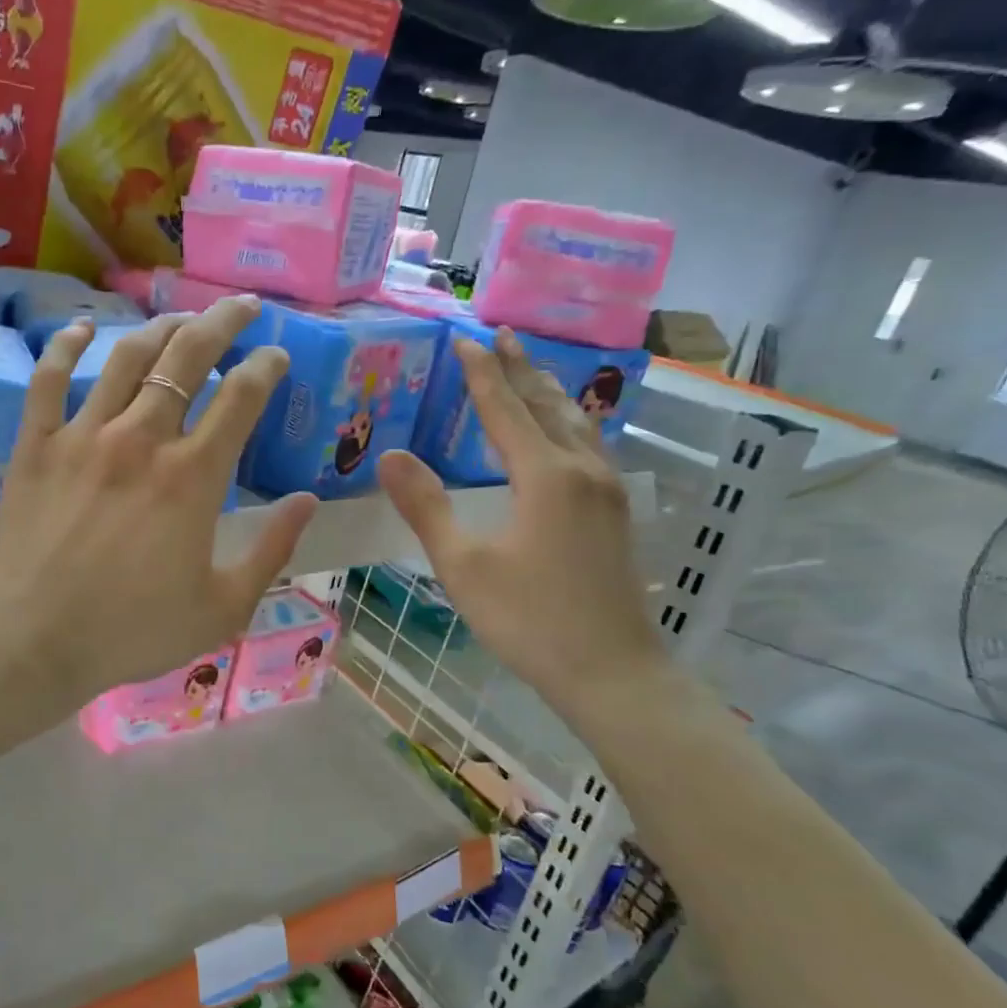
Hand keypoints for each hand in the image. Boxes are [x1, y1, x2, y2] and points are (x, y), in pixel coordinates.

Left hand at [0, 297, 316, 711]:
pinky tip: (83, 328)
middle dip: (221, 322)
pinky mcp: (37, 445)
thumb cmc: (133, 630)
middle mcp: (142, 439)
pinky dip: (66, 348)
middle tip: (241, 305)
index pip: (241, 397)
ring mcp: (84, 435)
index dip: (265, 367)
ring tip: (180, 318)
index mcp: (193, 476)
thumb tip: (308, 501)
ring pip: (126, 357)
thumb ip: (272, 550)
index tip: (276, 356)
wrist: (33, 640)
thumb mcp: (223, 607)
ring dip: (159, 329)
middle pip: (187, 358)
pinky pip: (49, 380)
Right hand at [376, 327, 667, 721]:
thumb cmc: (530, 620)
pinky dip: (569, 422)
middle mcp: (582, 470)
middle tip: (502, 335)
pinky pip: (590, 446)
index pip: (504, 408)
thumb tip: (390, 456)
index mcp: (545, 475)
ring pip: (576, 423)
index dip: (481, 374)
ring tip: (531, 371)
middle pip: (547, 405)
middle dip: (520, 369)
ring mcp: (607, 491)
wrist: (613, 672)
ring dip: (548, 392)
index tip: (464, 339)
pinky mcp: (616, 514)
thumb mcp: (463, 565)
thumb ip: (426, 506)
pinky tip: (567, 433)